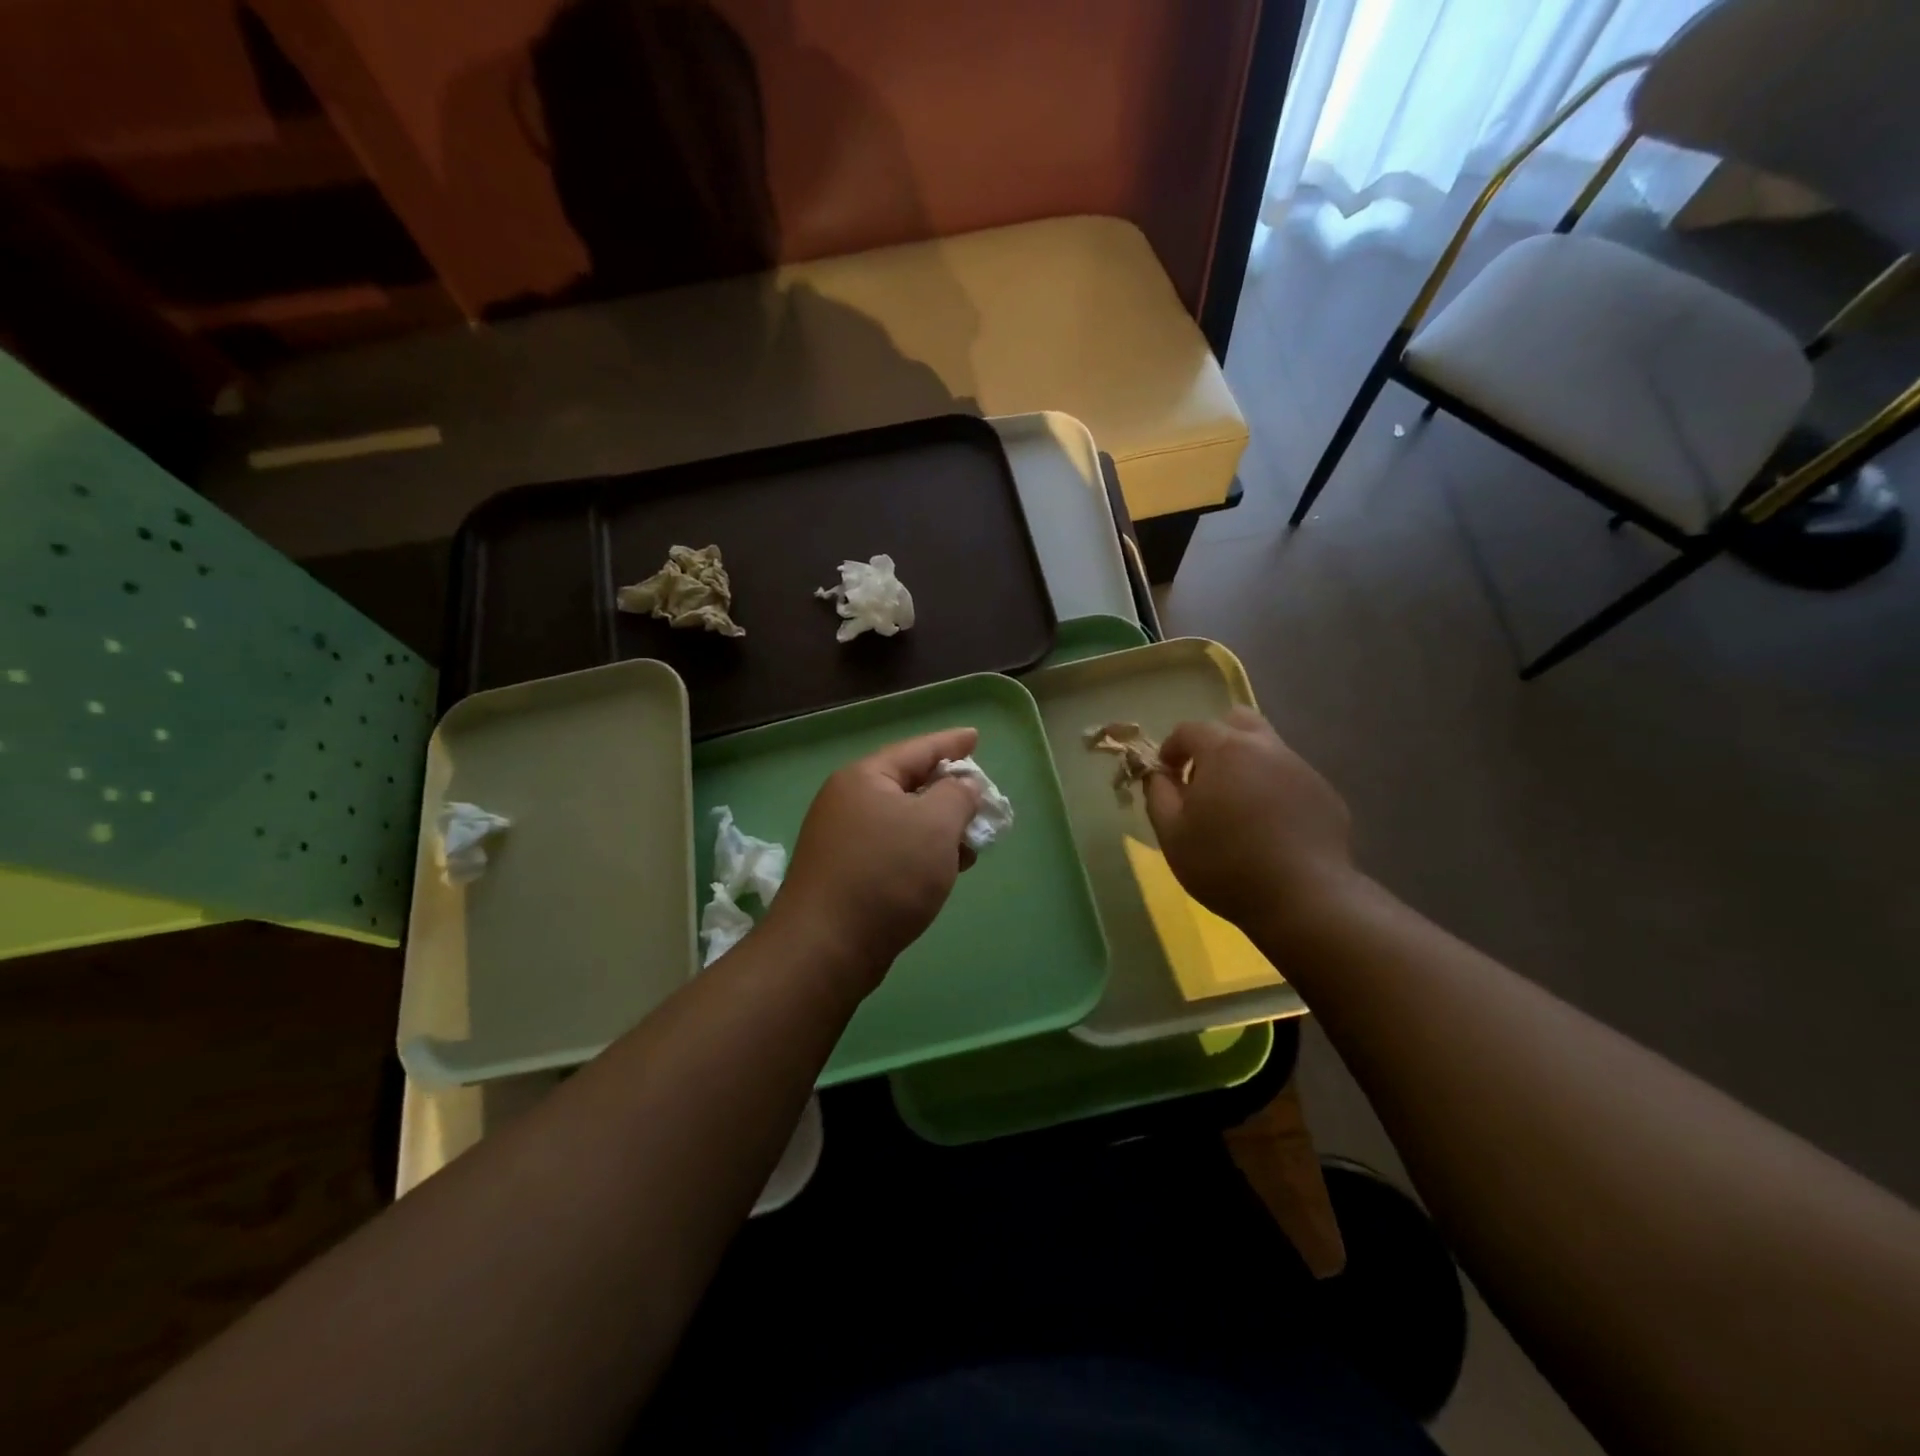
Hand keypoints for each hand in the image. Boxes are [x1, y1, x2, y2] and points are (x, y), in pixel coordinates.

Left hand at [763, 727, 982, 990]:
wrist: (826, 948)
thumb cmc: (886, 874)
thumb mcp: (935, 824)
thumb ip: (958, 795)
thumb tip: (962, 786)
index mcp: (866, 778)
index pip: (917, 749)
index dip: (951, 742)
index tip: (976, 736)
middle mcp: (849, 802)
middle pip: (909, 785)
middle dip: (949, 792)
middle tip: (982, 798)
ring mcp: (844, 840)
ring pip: (904, 822)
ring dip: (939, 829)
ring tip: (973, 841)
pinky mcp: (847, 874)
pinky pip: (894, 850)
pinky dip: (922, 853)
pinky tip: (946, 870)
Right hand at [1145, 707, 1358, 934]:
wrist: (1304, 899)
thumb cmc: (1225, 864)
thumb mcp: (1171, 834)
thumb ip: (1158, 794)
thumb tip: (1158, 774)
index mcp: (1225, 750)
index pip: (1189, 729)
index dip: (1171, 748)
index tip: (1166, 776)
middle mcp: (1266, 748)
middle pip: (1237, 721)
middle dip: (1215, 741)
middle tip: (1204, 778)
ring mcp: (1301, 769)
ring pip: (1267, 749)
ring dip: (1246, 765)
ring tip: (1237, 808)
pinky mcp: (1325, 794)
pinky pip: (1291, 778)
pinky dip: (1273, 790)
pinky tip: (1270, 829)